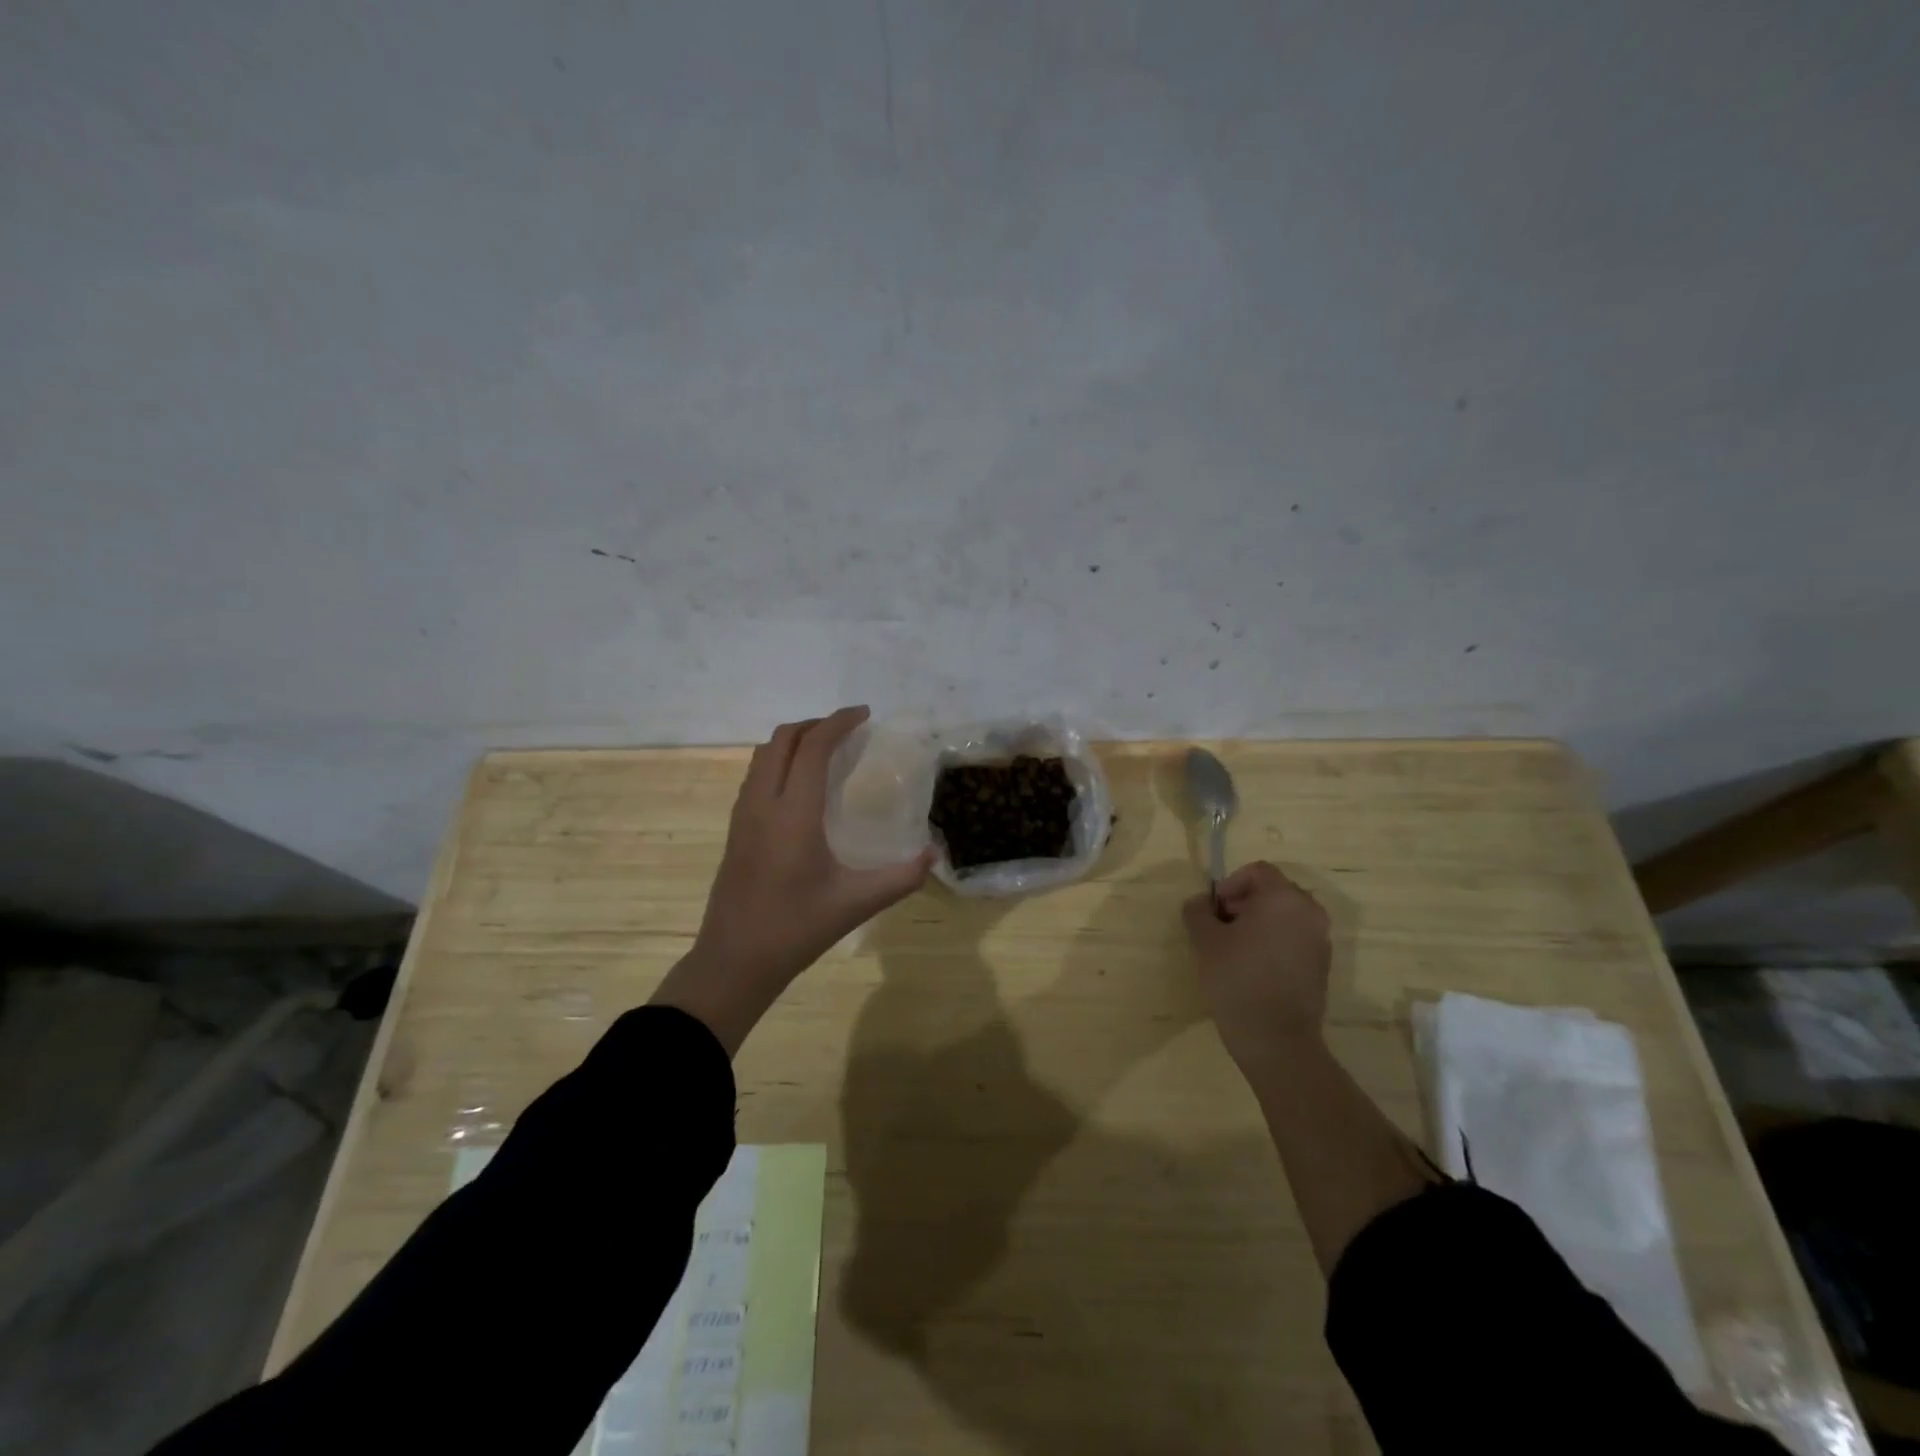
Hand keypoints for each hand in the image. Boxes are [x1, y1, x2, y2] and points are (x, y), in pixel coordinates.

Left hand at [652, 707, 934, 1053]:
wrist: (734, 960)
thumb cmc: (796, 929)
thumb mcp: (856, 903)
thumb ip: (901, 877)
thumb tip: (934, 854)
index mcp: (793, 813)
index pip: (813, 748)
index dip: (838, 723)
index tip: (864, 714)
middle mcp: (763, 803)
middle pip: (782, 739)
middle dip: (815, 724)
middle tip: (848, 730)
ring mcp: (743, 814)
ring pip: (763, 755)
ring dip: (794, 741)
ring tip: (826, 751)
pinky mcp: (735, 829)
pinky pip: (756, 775)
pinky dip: (780, 761)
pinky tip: (801, 786)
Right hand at [1182, 861, 1331, 1068]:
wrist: (1277, 1040)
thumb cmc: (1237, 980)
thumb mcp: (1204, 941)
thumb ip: (1198, 911)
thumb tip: (1200, 903)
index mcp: (1284, 898)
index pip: (1256, 871)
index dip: (1229, 885)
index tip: (1213, 911)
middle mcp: (1310, 912)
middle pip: (1272, 891)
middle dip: (1243, 903)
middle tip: (1220, 928)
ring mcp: (1320, 940)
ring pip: (1284, 916)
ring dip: (1258, 923)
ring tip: (1234, 950)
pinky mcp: (1322, 965)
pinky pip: (1294, 938)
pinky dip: (1273, 942)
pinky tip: (1253, 968)